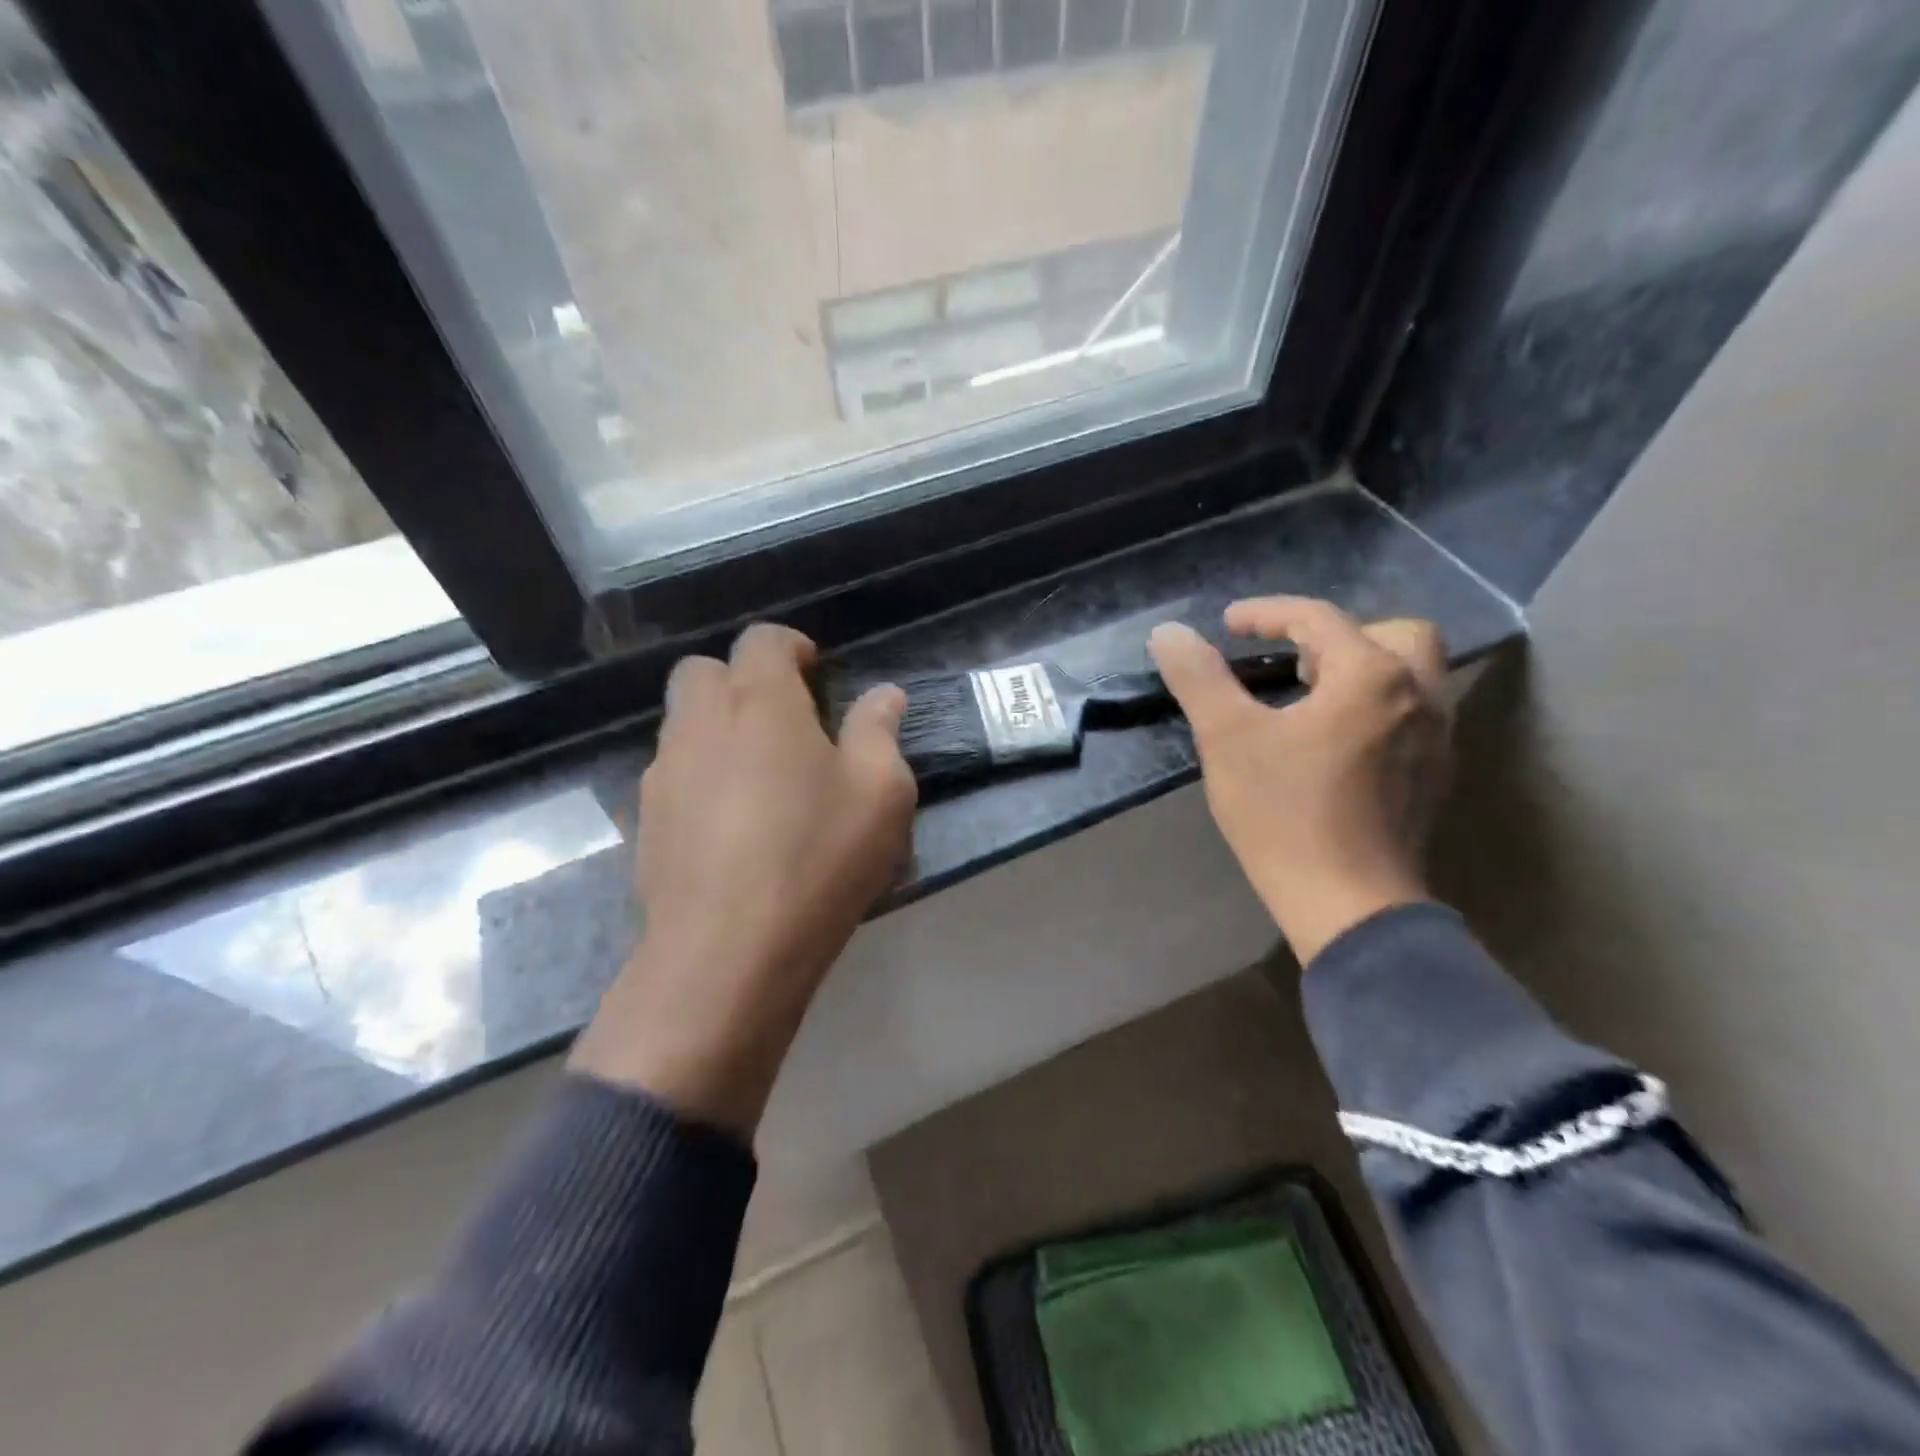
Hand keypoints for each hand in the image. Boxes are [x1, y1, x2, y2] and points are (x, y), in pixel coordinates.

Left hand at [570, 624, 916, 1135]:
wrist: (728, 951)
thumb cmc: (817, 858)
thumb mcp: (880, 793)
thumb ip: (880, 732)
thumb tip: (884, 695)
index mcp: (760, 703)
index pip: (761, 641)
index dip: (790, 646)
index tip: (816, 671)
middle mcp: (700, 723)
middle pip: (702, 671)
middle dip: (740, 679)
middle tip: (783, 718)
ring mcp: (663, 773)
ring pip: (681, 722)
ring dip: (716, 727)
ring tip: (758, 773)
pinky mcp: (645, 821)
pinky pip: (671, 774)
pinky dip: (699, 775)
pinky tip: (730, 821)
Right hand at [1149, 598, 1451, 965]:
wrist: (1349, 904)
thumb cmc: (1285, 813)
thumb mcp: (1227, 738)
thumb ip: (1198, 678)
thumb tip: (1168, 632)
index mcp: (1372, 675)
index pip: (1318, 619)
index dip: (1267, 614)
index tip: (1227, 624)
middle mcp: (1420, 696)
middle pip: (1392, 634)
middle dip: (1336, 636)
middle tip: (1290, 661)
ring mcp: (1437, 739)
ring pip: (1409, 677)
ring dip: (1360, 670)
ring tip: (1308, 696)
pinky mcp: (1434, 778)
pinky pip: (1410, 716)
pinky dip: (1375, 707)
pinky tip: (1334, 741)